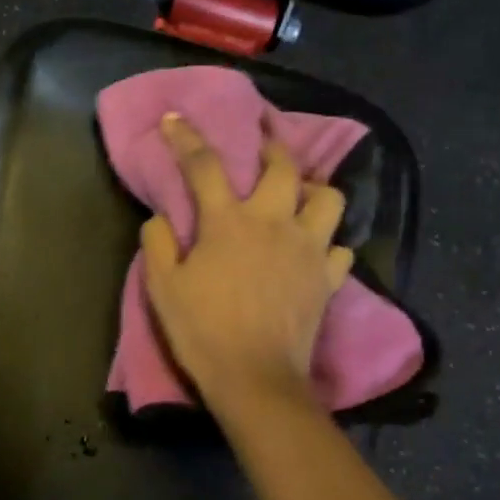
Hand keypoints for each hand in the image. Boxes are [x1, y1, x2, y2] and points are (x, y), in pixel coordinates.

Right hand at [139, 113, 352, 408]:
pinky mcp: (328, 279)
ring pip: (329, 199)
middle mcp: (273, 223)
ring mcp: (308, 249)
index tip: (174, 119)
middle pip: (283, 166)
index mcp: (228, 222)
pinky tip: (315, 250)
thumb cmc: (203, 332)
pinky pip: (340, 248)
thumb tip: (162, 218)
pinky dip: (329, 244)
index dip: (186, 137)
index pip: (204, 165)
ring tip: (299, 199)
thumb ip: (158, 244)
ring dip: (314, 191)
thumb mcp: (162, 288)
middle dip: (271, 147)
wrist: (255, 380)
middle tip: (262, 148)